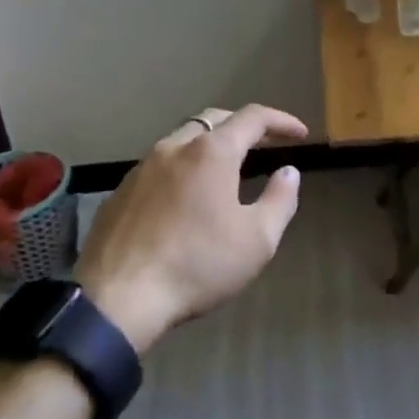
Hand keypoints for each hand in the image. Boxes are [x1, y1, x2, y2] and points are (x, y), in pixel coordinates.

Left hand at [78, 104, 307, 352]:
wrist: (118, 299)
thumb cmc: (198, 265)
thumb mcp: (258, 240)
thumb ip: (280, 200)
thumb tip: (288, 172)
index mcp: (211, 153)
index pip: (253, 118)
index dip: (281, 121)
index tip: (300, 135)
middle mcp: (173, 147)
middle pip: (214, 120)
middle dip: (243, 126)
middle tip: (265, 143)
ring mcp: (140, 168)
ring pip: (181, 140)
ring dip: (209, 145)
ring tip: (226, 169)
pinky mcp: (119, 193)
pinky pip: (158, 167)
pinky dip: (181, 169)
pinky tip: (185, 198)